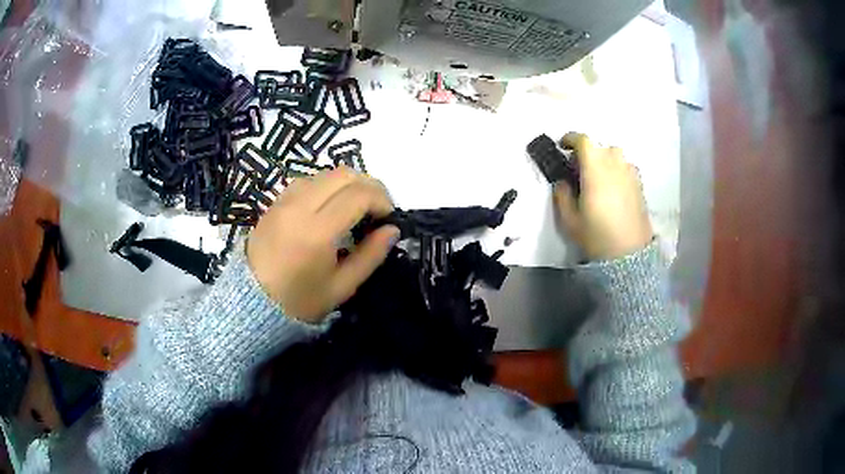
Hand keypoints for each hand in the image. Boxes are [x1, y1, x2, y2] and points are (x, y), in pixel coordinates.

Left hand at [247, 167, 399, 323]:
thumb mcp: (342, 287)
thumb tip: (392, 229)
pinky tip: (330, 206)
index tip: (389, 217)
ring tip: (355, 207)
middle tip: (377, 208)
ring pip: (325, 173)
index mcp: (317, 231)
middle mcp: (300, 207)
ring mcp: (284, 201)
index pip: (358, 195)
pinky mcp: (275, 202)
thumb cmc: (299, 300)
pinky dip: (327, 186)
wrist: (251, 301)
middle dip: (369, 186)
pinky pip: (307, 180)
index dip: (382, 200)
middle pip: (343, 174)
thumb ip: (370, 256)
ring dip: (348, 184)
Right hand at [554, 133, 652, 259]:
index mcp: (595, 167)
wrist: (630, 253)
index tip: (562, 146)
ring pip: (614, 156)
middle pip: (599, 147)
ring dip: (603, 161)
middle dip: (587, 154)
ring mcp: (630, 172)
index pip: (583, 140)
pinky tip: (613, 190)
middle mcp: (614, 162)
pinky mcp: (640, 184)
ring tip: (598, 180)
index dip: (570, 139)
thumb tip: (563, 181)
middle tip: (578, 170)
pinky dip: (616, 171)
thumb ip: (562, 194)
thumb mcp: (569, 219)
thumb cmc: (596, 234)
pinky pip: (625, 168)